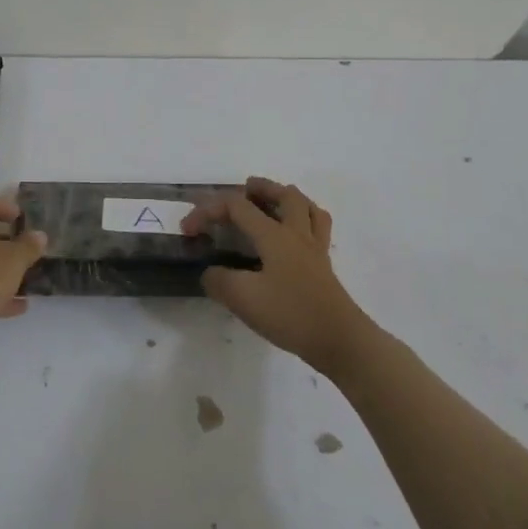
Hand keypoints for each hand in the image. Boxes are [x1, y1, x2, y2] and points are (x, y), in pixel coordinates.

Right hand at [183, 177, 369, 372]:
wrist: (339, 340)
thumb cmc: (290, 314)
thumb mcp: (243, 299)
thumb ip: (219, 281)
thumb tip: (210, 273)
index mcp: (274, 235)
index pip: (237, 207)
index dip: (208, 210)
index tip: (188, 229)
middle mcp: (296, 233)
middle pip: (284, 195)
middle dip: (261, 188)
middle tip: (245, 189)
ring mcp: (315, 249)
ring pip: (307, 208)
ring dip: (288, 198)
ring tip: (274, 203)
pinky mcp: (324, 267)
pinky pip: (318, 228)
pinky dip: (305, 220)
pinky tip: (296, 235)